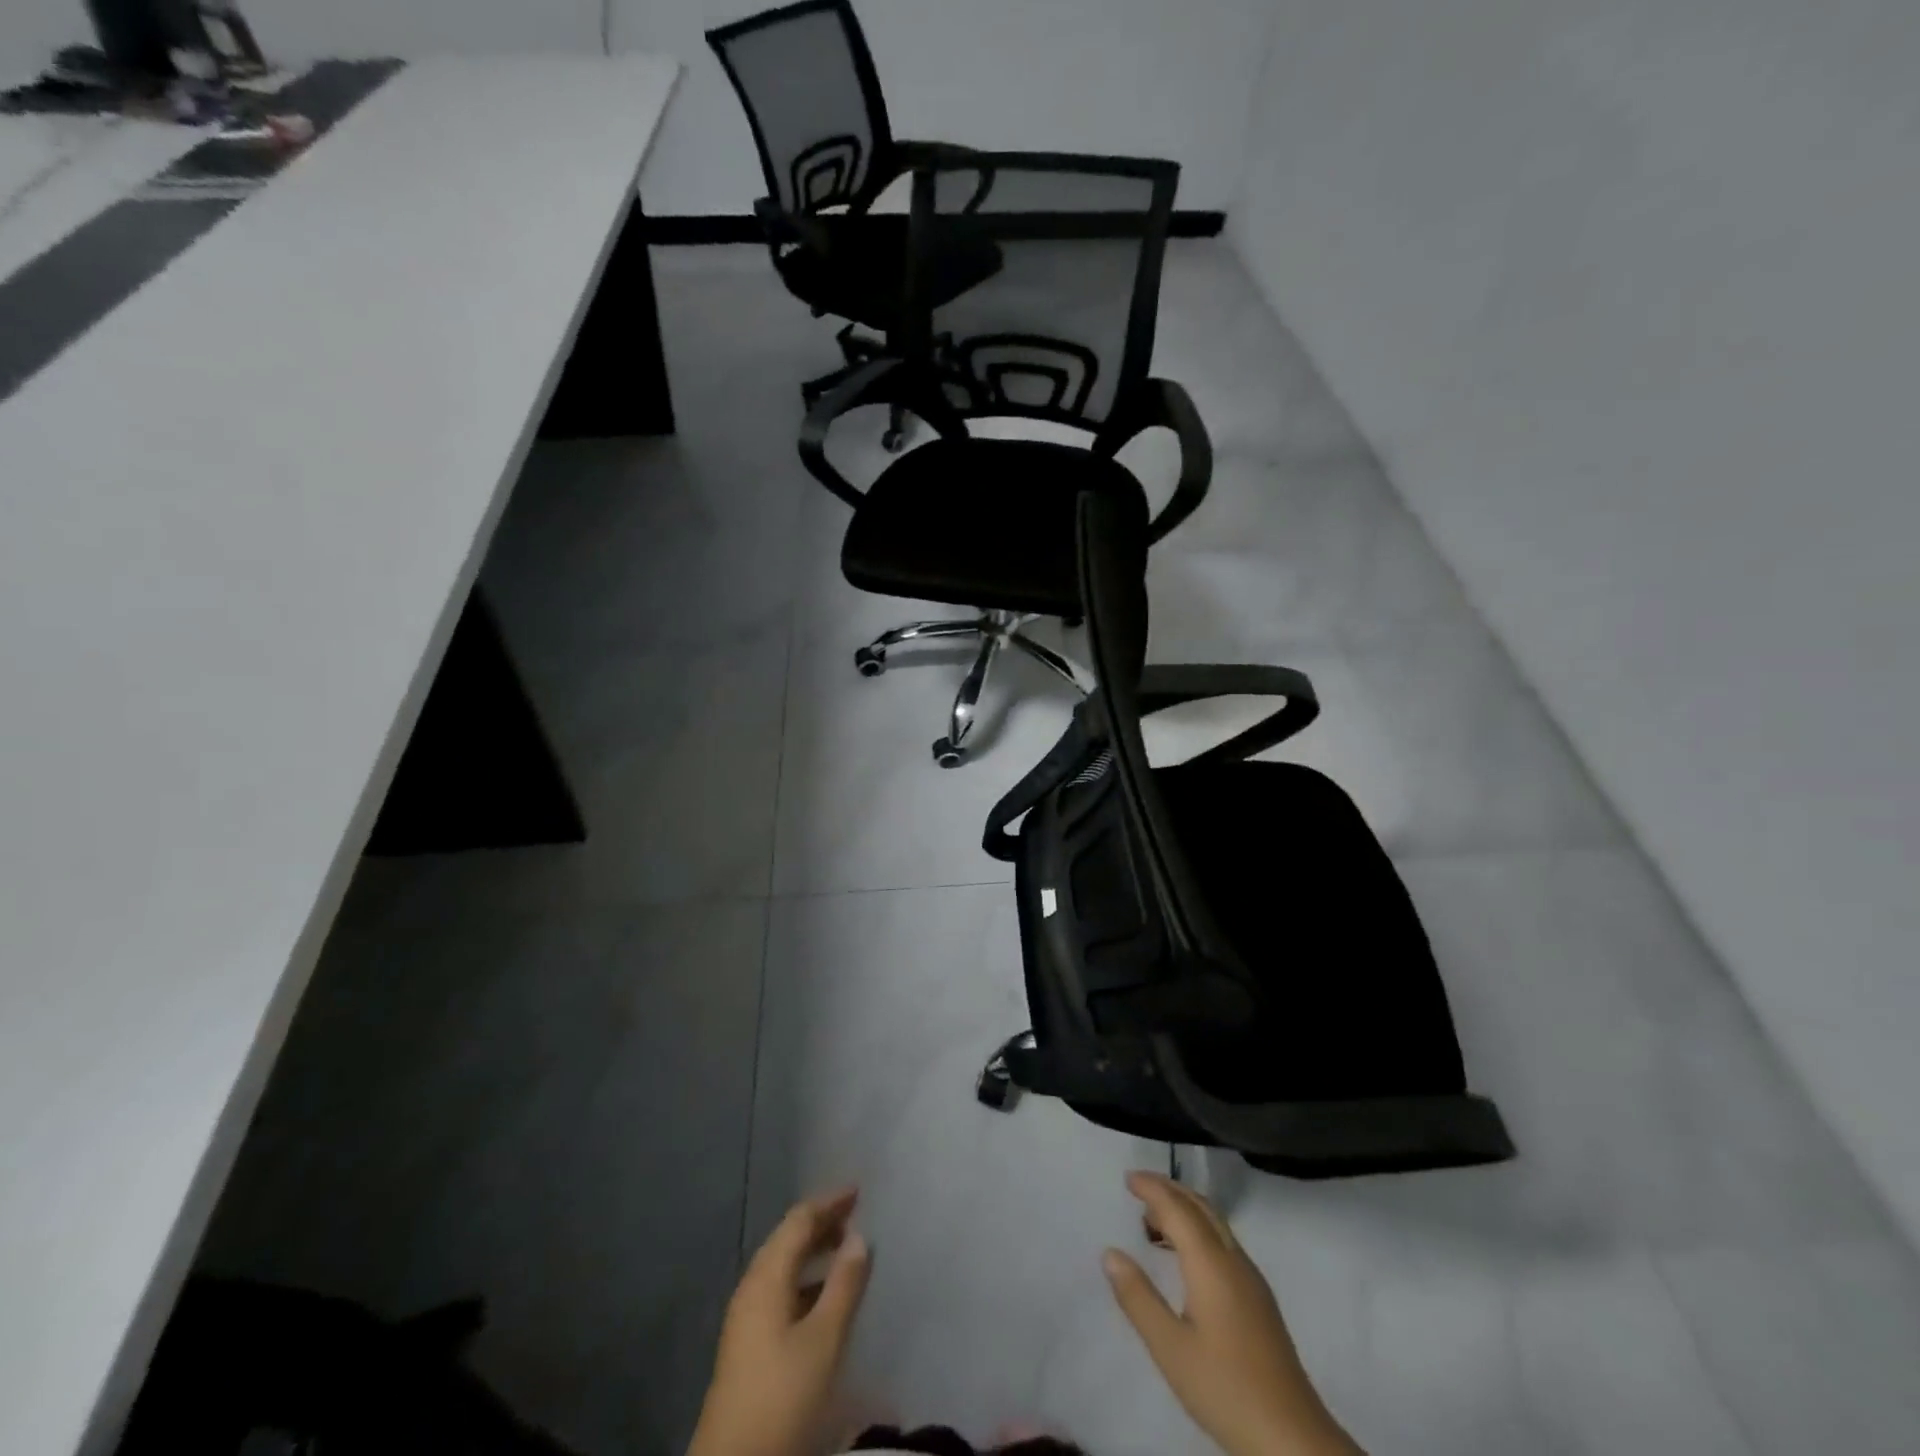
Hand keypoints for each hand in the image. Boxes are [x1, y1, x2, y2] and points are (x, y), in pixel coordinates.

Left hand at [688, 1187, 872, 1455]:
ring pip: (783, 1265)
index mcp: (766, 1277)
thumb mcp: (823, 1339)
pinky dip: (805, 1278)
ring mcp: (746, 1316)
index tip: (858, 1191)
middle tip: (856, 1215)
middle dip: (821, 1222)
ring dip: (813, 1251)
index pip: (798, 1221)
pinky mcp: (747, 1342)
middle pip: (787, 1239)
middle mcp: (752, 1287)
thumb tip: (859, 1236)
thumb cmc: (782, 1394)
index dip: (829, 1202)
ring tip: (845, 1250)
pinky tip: (823, 1295)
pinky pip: (780, 1288)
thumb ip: (843, 1284)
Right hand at [1103, 1172, 1363, 1455]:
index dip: (1152, 1188)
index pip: (1178, 1209)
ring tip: (1153, 1221)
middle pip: (1201, 1207)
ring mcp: (1251, 1279)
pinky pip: (1224, 1242)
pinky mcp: (1259, 1299)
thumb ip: (1138, 1297)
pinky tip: (1186, 1257)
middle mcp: (1234, 1260)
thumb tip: (1110, 1253)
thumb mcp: (1170, 1347)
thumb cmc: (1225, 1388)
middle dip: (1170, 1190)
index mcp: (1211, 1263)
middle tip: (1138, 1188)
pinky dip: (1199, 1230)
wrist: (1292, 1437)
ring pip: (1216, 1223)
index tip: (1127, 1178)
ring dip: (1185, 1210)